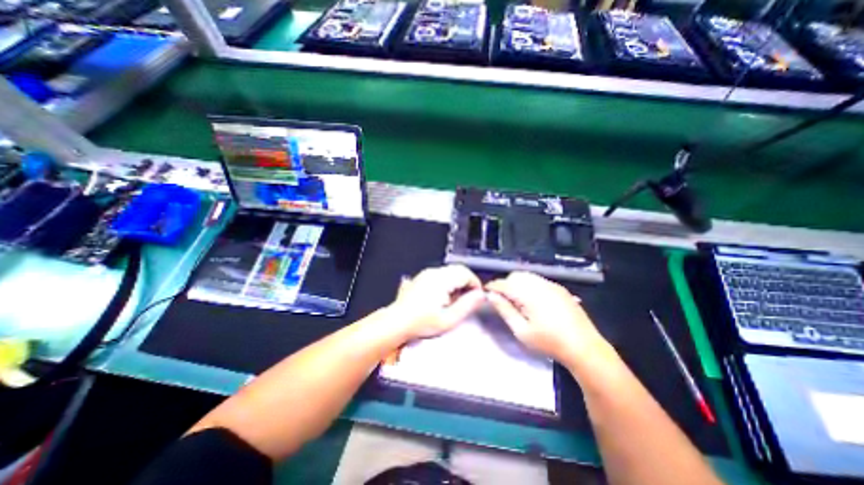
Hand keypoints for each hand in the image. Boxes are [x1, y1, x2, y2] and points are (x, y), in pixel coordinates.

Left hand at [389, 265, 489, 340]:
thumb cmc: (421, 322)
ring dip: (457, 283)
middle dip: (467, 283)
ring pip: (450, 271)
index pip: (466, 273)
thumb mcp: (449, 319)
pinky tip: (443, 297)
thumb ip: (467, 305)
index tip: (476, 298)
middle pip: (459, 270)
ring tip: (454, 301)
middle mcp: (434, 272)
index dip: (475, 284)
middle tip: (466, 300)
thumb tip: (481, 295)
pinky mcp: (422, 277)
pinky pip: (441, 274)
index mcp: (442, 279)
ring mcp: (427, 273)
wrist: (397, 321)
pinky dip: (448, 282)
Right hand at [485, 274, 614, 371]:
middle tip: (504, 301)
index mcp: (529, 294)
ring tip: (518, 301)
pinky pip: (539, 280)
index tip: (486, 294)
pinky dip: (530, 285)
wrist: (585, 347)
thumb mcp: (522, 331)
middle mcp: (540, 284)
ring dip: (518, 284)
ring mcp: (552, 285)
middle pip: (516, 276)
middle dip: (506, 284)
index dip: (493, 287)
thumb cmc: (549, 342)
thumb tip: (491, 296)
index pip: (504, 283)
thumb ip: (505, 310)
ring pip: (527, 276)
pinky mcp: (560, 288)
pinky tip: (533, 301)